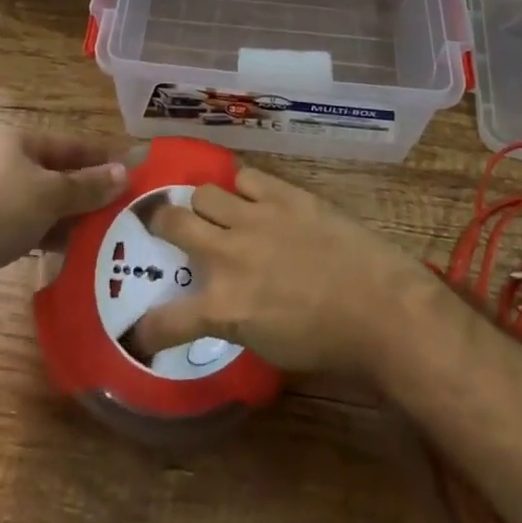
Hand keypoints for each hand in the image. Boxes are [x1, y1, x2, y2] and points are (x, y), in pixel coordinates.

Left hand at [0, 131, 127, 304]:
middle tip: (120, 205)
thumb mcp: (51, 195)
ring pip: (39, 201)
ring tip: (101, 231)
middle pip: (54, 172)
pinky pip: (23, 224)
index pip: (70, 143)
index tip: (130, 168)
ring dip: (68, 214)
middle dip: (86, 189)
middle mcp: (2, 162)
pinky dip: (45, 233)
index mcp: (18, 142)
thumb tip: (124, 173)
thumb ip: (88, 186)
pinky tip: (66, 249)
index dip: (100, 155)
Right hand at [130, 166, 426, 372]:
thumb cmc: (327, 340)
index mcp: (224, 307)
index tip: (141, 331)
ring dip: (203, 203)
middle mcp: (229, 255)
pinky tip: (251, 197)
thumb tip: (218, 302)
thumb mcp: (267, 346)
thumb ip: (232, 317)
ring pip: (204, 192)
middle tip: (164, 226)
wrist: (379, 306)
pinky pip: (245, 176)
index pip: (166, 320)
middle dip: (159, 224)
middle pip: (171, 222)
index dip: (146, 328)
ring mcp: (256, 218)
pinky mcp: (283, 194)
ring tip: (213, 209)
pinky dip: (242, 187)